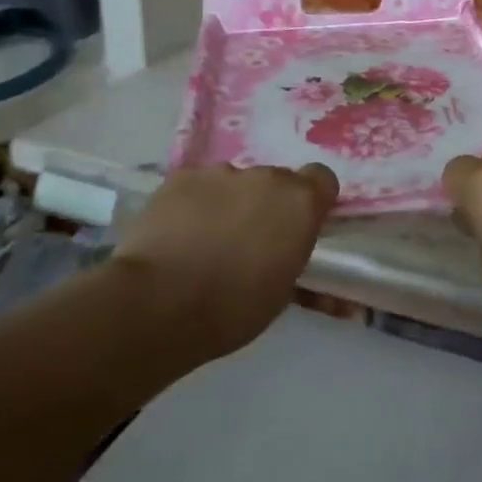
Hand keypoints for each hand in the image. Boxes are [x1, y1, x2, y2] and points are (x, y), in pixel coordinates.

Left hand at [114, 163, 338, 357]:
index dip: (312, 200)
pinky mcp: (181, 177)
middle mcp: (266, 177)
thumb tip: (292, 251)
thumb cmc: (232, 309)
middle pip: (276, 181)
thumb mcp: (282, 293)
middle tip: (249, 244)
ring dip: (230, 204)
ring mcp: (221, 172)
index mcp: (300, 203)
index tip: (299, 227)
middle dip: (268, 206)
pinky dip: (194, 205)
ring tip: (206, 243)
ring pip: (235, 183)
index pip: (322, 179)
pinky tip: (178, 235)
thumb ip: (293, 256)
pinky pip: (198, 186)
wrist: (159, 303)